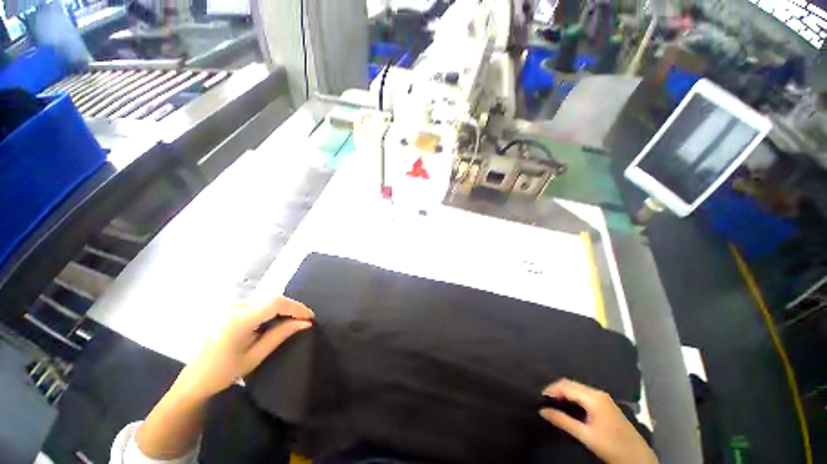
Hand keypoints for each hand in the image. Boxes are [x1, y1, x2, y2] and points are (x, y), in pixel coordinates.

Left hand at [171, 297, 313, 402]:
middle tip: (304, 319)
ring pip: (266, 298)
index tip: (310, 317)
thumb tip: (306, 323)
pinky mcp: (229, 308)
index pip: (275, 303)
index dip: (296, 307)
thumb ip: (280, 335)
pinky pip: (258, 302)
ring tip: (294, 319)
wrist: (193, 380)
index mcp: (238, 321)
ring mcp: (230, 306)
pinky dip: (272, 308)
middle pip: (272, 298)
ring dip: (283, 307)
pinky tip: (276, 319)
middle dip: (292, 307)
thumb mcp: (255, 357)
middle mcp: (234, 307)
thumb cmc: (223, 373)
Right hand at [540, 379, 656, 463]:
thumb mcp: (586, 435)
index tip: (540, 398)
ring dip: (564, 393)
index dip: (551, 389)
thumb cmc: (611, 446)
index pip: (566, 385)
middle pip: (571, 384)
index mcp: (593, 397)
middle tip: (545, 401)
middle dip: (556, 390)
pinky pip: (584, 394)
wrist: (638, 459)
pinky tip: (568, 406)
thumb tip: (542, 410)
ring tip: (553, 403)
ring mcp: (603, 398)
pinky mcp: (606, 405)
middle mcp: (598, 393)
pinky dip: (573, 397)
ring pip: (577, 389)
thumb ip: (563, 421)